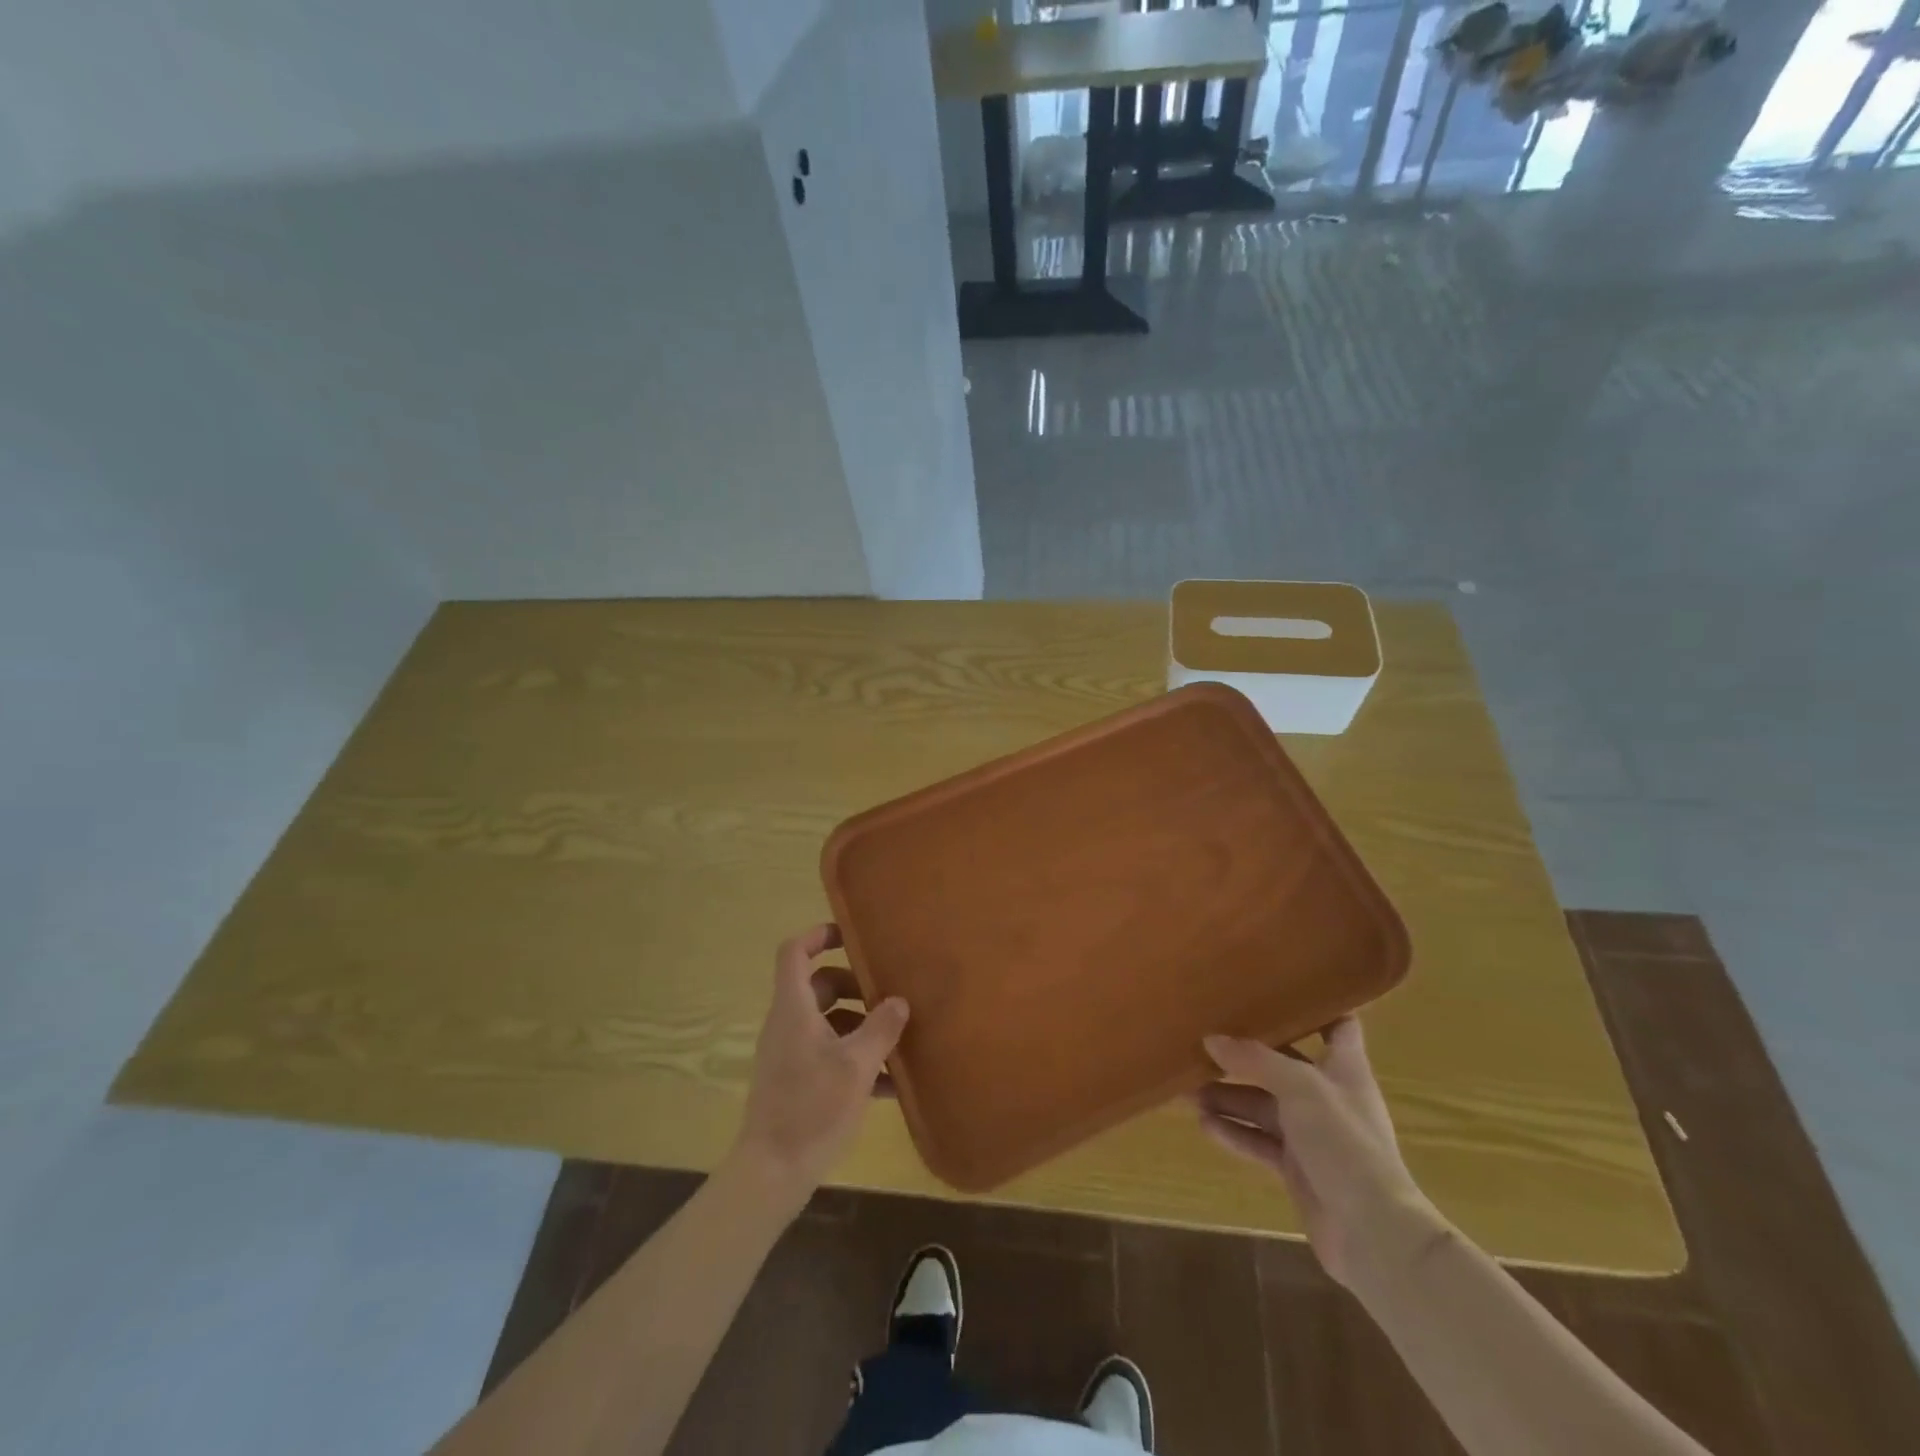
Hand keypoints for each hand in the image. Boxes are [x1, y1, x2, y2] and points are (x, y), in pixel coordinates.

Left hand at [729, 924, 908, 1214]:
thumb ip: (881, 1028)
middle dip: (854, 986)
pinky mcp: (797, 1081)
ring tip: (896, 1038)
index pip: (794, 952)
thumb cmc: (812, 1108)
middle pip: (818, 985)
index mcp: (794, 1009)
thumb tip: (899, 1001)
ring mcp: (790, 1053)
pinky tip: (889, 1082)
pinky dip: (854, 1056)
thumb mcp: (856, 1065)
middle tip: (888, 995)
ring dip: (860, 1024)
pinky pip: (828, 1052)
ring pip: (826, 1021)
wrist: (772, 1173)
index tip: (852, 936)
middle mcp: (788, 1024)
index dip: (819, 935)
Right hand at [1196, 1018, 1440, 1289]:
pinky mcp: (1297, 1167)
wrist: (1373, 1233)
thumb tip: (1210, 1039)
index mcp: (1344, 1068)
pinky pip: (1259, 1141)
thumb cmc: (1346, 1143)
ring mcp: (1312, 1134)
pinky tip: (1204, 1125)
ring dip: (1229, 1097)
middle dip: (1244, 1056)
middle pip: (1282, 1065)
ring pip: (1263, 1105)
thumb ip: (1255, 1060)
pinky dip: (1234, 1132)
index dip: (1316, 1005)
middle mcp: (1328, 1095)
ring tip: (1188, 1090)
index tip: (1278, 986)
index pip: (1338, 1025)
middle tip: (1203, 1041)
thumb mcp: (1300, 1088)